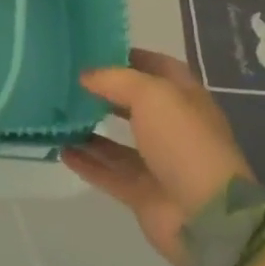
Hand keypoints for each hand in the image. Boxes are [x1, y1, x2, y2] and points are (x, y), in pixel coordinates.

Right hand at [62, 48, 253, 265]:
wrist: (205, 216)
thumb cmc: (183, 141)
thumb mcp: (151, 95)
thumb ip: (115, 80)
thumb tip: (85, 76)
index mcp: (184, 98)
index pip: (157, 67)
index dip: (130, 56)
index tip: (95, 49)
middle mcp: (172, 128)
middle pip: (134, 104)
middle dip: (105, 93)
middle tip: (69, 81)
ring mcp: (158, 163)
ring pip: (118, 142)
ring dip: (90, 128)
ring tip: (59, 115)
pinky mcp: (142, 193)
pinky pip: (109, 172)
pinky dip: (87, 162)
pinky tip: (61, 150)